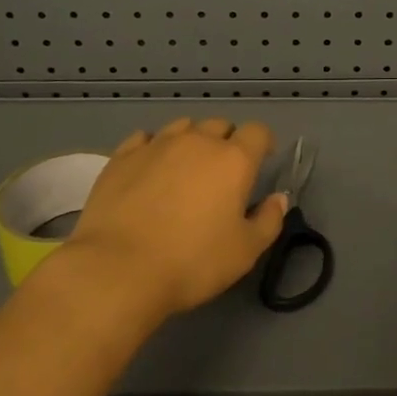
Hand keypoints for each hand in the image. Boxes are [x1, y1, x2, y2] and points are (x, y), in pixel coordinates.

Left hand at [53, 117, 287, 324]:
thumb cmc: (192, 262)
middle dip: (227, 142)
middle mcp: (197, 142)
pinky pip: (144, 138)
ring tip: (185, 169)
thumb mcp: (245, 251)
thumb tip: (278, 199)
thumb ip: (268, 220)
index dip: (263, 143)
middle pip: (220, 125)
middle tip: (222, 173)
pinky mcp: (122, 157)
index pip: (257, 132)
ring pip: (182, 127)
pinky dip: (153, 147)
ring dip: (191, 141)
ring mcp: (156, 145)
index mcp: (234, 160)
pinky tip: (149, 168)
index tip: (261, 161)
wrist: (119, 269)